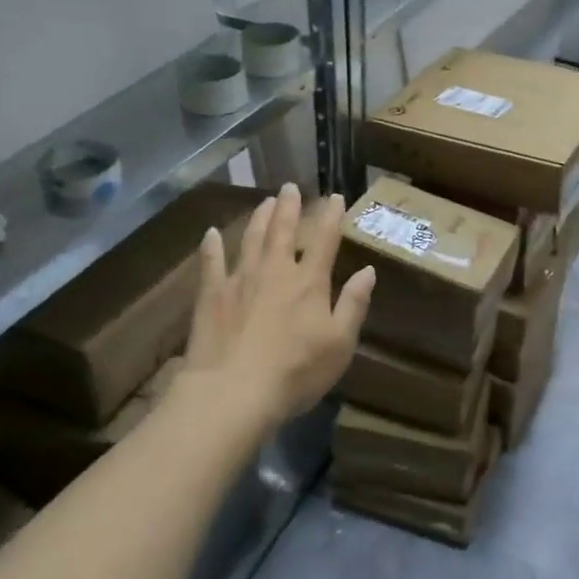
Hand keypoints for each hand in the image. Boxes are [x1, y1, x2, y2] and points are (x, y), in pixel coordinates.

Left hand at [183, 183, 374, 426]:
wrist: (233, 392)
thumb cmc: (296, 372)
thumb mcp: (340, 344)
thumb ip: (354, 304)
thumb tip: (367, 271)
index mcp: (309, 282)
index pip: (324, 240)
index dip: (331, 217)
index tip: (335, 197)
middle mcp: (275, 271)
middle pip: (283, 231)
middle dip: (290, 207)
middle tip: (291, 187)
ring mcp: (240, 280)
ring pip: (251, 239)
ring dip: (259, 218)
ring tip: (265, 201)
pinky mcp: (211, 295)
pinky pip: (211, 263)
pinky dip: (212, 246)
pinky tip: (211, 233)